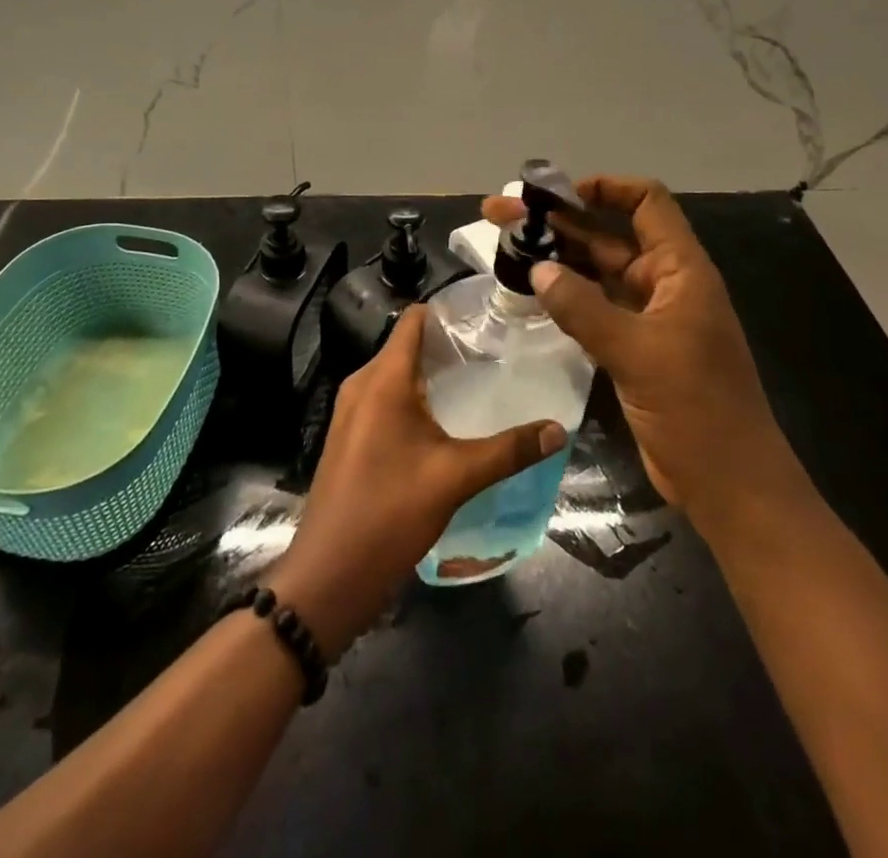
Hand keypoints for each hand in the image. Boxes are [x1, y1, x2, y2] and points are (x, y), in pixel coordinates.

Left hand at [269, 305, 565, 658]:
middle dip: (449, 346)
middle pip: (408, 345)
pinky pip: (387, 400)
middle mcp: (362, 384)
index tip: (489, 317)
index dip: (449, 311)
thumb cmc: (389, 513)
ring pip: (398, 375)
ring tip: (480, 383)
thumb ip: (508, 450)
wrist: (329, 575)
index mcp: (383, 379)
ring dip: (434, 375)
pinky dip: (417, 399)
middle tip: (497, 353)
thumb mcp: (455, 478)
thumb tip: (558, 430)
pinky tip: (448, 422)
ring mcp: (352, 412)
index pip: (414, 319)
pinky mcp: (351, 436)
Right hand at [483, 175, 810, 534]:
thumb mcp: (637, 353)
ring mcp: (647, 317)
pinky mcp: (633, 347)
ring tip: (503, 247)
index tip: (552, 194)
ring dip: (555, 258)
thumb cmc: (696, 409)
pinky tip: (527, 291)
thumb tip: (537, 270)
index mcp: (680, 270)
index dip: (603, 188)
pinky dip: (563, 296)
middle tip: (499, 214)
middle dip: (557, 222)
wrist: (729, 484)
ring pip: (595, 272)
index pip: (646, 204)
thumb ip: (583, 308)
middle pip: (607, 236)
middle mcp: (663, 284)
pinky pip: (593, 307)